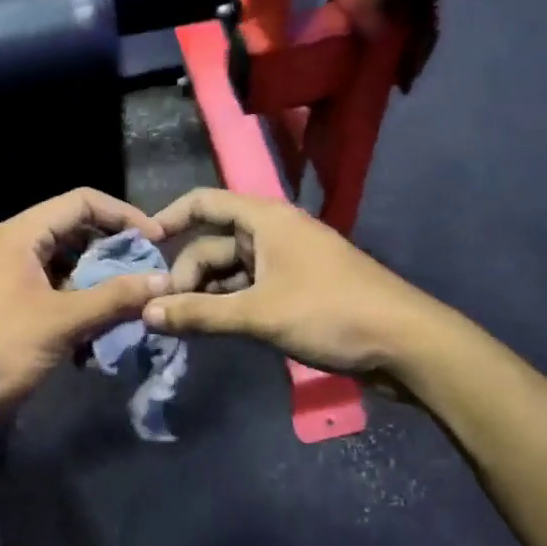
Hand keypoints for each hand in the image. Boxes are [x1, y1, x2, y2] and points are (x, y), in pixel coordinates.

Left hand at [0, 189, 169, 438]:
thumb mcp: (62, 321)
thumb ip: (115, 297)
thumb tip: (165, 280)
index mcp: (20, 235)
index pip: (82, 201)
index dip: (124, 215)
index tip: (157, 242)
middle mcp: (13, 247)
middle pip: (75, 232)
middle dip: (114, 253)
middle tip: (147, 277)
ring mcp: (8, 279)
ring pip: (66, 267)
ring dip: (98, 286)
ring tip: (129, 308)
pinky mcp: (9, 308)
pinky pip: (53, 294)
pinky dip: (79, 308)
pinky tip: (97, 337)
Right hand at [145, 188, 431, 377]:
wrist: (405, 343)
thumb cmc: (330, 313)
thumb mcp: (259, 314)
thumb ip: (200, 313)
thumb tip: (145, 312)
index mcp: (264, 219)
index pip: (204, 202)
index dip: (169, 218)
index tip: (141, 248)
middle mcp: (272, 234)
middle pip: (213, 244)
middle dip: (186, 275)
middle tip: (164, 314)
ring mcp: (286, 263)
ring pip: (230, 272)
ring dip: (206, 296)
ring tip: (181, 327)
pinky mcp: (296, 291)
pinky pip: (249, 291)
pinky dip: (229, 307)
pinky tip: (212, 331)